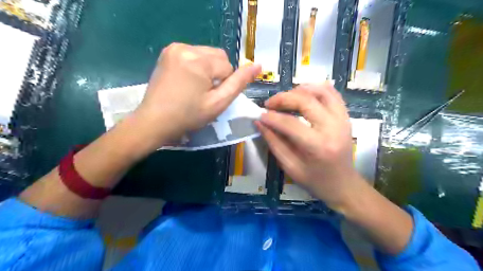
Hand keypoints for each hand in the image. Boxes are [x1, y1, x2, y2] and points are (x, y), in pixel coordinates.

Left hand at [133, 43, 259, 145]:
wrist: (154, 121)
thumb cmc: (188, 116)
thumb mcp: (218, 103)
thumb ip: (239, 83)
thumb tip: (258, 66)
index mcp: (199, 60)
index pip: (228, 67)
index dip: (224, 84)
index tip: (211, 97)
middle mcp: (186, 47)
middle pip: (218, 56)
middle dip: (217, 74)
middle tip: (204, 93)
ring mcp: (174, 47)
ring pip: (207, 54)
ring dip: (208, 69)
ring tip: (195, 87)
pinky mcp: (168, 51)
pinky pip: (194, 54)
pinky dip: (197, 66)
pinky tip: (188, 80)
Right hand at [257, 83, 361, 209]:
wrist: (344, 185)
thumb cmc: (315, 180)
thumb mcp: (290, 166)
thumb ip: (274, 142)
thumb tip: (260, 122)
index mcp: (318, 146)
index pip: (290, 124)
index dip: (271, 117)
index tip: (259, 115)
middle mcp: (333, 128)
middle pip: (306, 101)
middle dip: (283, 98)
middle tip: (269, 104)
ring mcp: (343, 119)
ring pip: (321, 91)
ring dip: (299, 90)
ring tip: (285, 98)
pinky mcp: (346, 116)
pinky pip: (332, 93)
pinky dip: (315, 89)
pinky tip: (303, 94)